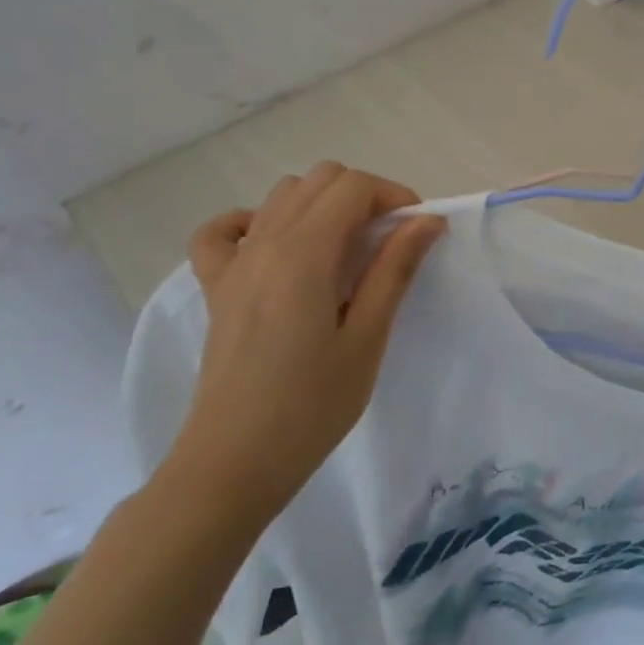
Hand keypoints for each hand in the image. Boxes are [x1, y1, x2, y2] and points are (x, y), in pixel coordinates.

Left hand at [165, 163, 444, 529]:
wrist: (232, 464)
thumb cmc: (311, 407)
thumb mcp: (366, 339)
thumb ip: (394, 270)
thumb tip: (427, 220)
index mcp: (303, 254)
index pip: (353, 187)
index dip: (394, 196)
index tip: (417, 233)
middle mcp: (264, 244)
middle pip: (320, 180)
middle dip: (363, 196)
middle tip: (388, 243)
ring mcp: (234, 264)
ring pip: (281, 196)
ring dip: (321, 205)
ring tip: (345, 251)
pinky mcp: (216, 289)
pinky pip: (222, 232)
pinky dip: (252, 223)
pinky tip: (275, 247)